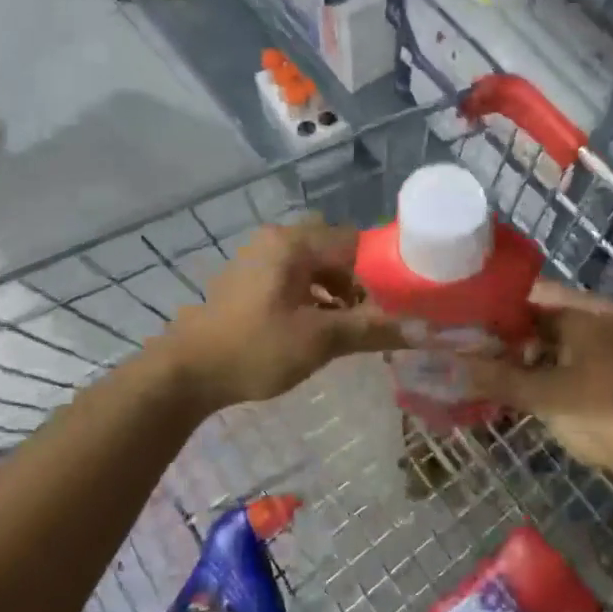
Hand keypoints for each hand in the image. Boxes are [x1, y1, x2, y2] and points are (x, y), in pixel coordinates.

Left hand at [157, 222, 401, 410]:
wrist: (188, 371)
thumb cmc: (256, 348)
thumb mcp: (320, 340)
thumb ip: (372, 330)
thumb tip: (424, 331)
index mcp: (293, 243)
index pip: (356, 242)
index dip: (384, 270)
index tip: (403, 299)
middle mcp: (276, 240)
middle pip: (336, 252)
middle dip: (360, 283)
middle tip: (376, 314)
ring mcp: (259, 258)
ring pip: (315, 266)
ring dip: (338, 291)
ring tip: (352, 325)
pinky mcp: (250, 280)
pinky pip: (295, 278)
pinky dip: (314, 296)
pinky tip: (321, 326)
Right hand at [467, 282, 612, 493]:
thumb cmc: (605, 413)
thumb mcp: (544, 395)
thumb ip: (495, 377)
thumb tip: (445, 366)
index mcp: (590, 311)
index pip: (532, 294)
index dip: (495, 308)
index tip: (464, 323)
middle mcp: (607, 319)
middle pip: (546, 318)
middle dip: (510, 337)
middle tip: (473, 354)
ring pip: (562, 343)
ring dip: (530, 358)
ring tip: (495, 376)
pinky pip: (578, 362)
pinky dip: (552, 373)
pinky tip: (530, 392)